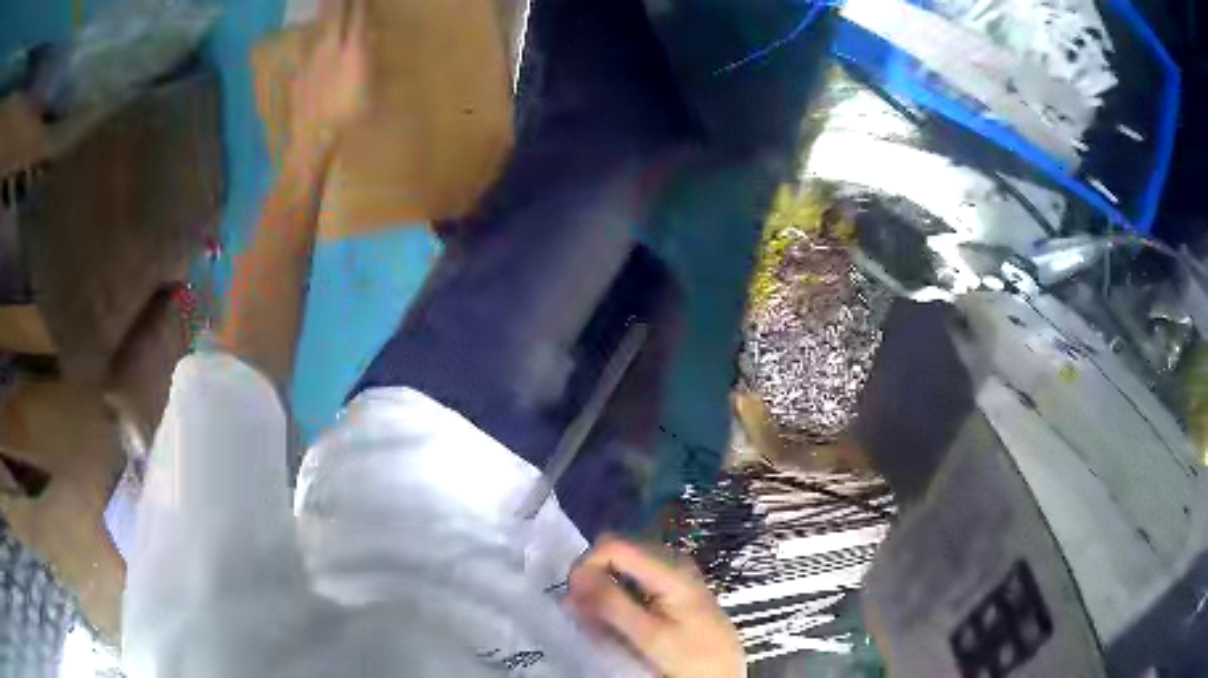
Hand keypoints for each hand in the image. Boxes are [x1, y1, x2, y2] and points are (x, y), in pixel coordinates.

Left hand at [289, 0, 369, 156]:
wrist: (312, 137)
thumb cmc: (350, 117)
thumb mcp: (369, 88)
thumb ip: (367, 58)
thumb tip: (369, 36)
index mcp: (353, 51)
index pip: (357, 17)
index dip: (360, 4)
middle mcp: (331, 49)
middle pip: (334, 16)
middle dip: (338, 2)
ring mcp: (312, 59)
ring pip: (319, 29)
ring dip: (324, 14)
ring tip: (326, 4)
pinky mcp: (298, 72)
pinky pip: (306, 49)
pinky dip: (311, 40)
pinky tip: (311, 38)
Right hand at [569, 536, 744, 677]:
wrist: (723, 671)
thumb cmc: (690, 655)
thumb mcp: (648, 635)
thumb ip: (611, 604)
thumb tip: (575, 576)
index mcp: (669, 568)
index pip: (612, 544)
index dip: (586, 565)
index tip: (575, 599)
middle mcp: (672, 559)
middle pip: (617, 549)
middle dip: (594, 576)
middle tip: (584, 613)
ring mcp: (675, 569)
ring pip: (624, 563)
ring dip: (605, 587)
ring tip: (600, 620)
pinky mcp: (674, 583)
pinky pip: (636, 575)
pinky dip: (620, 592)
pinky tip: (620, 619)